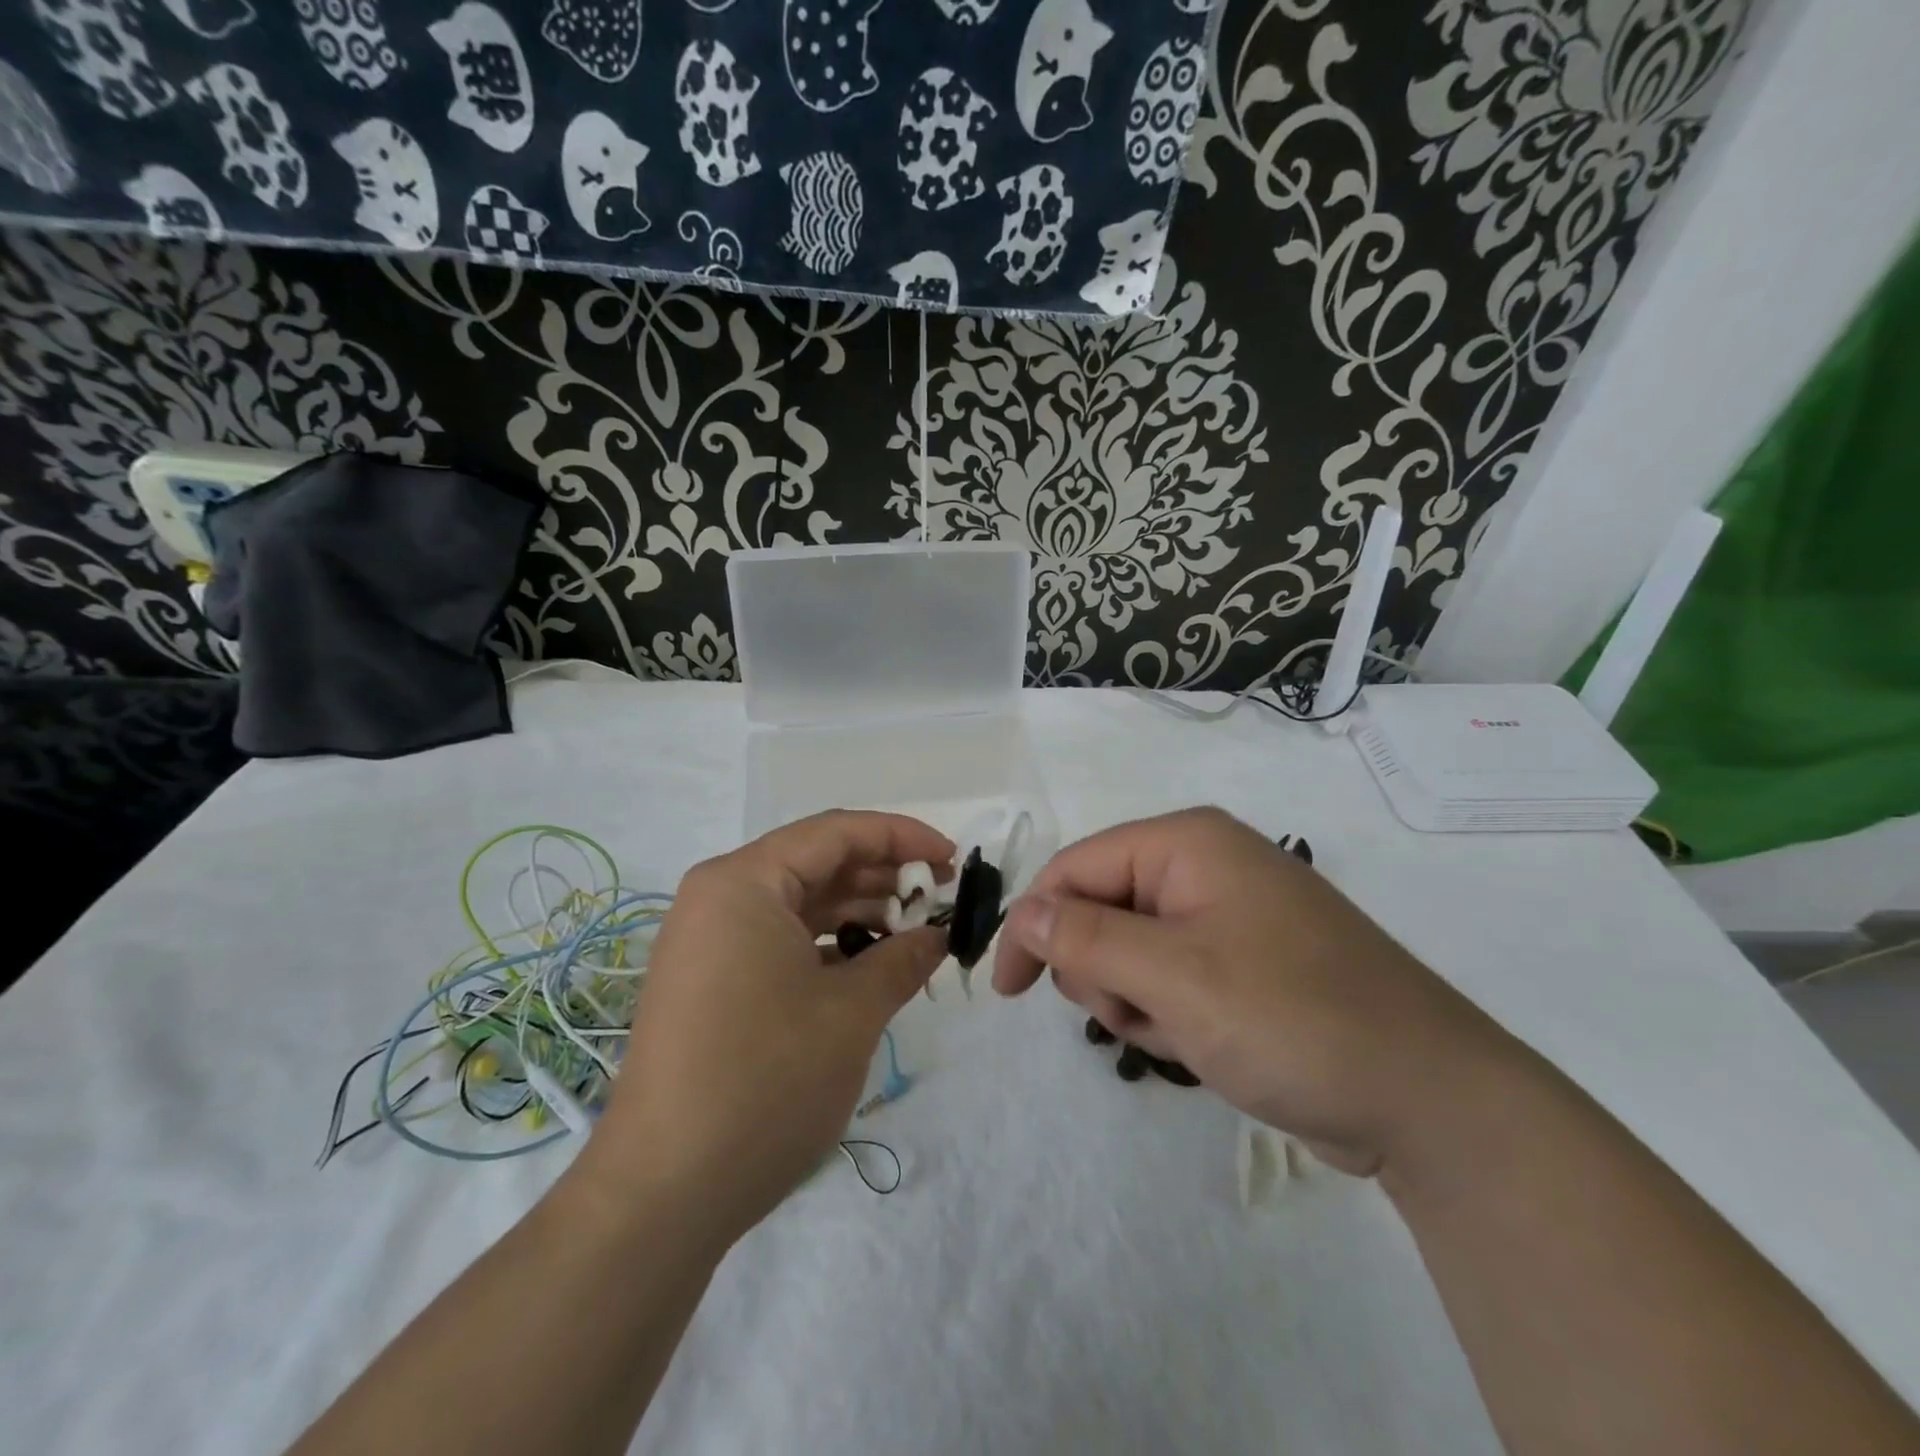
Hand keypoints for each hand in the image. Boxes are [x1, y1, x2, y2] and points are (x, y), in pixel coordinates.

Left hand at [582, 811, 952, 1241]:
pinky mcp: (712, 981)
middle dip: (883, 878)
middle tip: (940, 904)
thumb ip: (904, 958)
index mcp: (744, 882)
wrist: (665, 1193)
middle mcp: (721, 897)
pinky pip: (781, 940)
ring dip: (860, 914)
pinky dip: (828, 947)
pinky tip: (870, 970)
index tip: (952, 861)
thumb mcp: (851, 1013)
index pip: (837, 832)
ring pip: (801, 904)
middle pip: (818, 864)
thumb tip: (940, 933)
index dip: (902, 837)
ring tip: (914, 939)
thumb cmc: (765, 1081)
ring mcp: (711, 941)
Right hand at [991, 808, 1516, 1174]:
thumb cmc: (1294, 1019)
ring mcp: (1226, 916)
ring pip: (1128, 951)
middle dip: (1101, 971)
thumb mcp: (1174, 977)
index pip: (1075, 867)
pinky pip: (1168, 979)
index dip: (1033, 923)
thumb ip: (1085, 939)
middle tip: (1140, 1013)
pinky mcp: (1240, 964)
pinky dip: (1169, 1016)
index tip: (1008, 992)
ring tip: (1184, 1034)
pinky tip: (1208, 1045)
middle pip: (1099, 908)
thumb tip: (1024, 911)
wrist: (1430, 1102)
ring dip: (1136, 1000)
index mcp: (1187, 843)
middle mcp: (1203, 866)